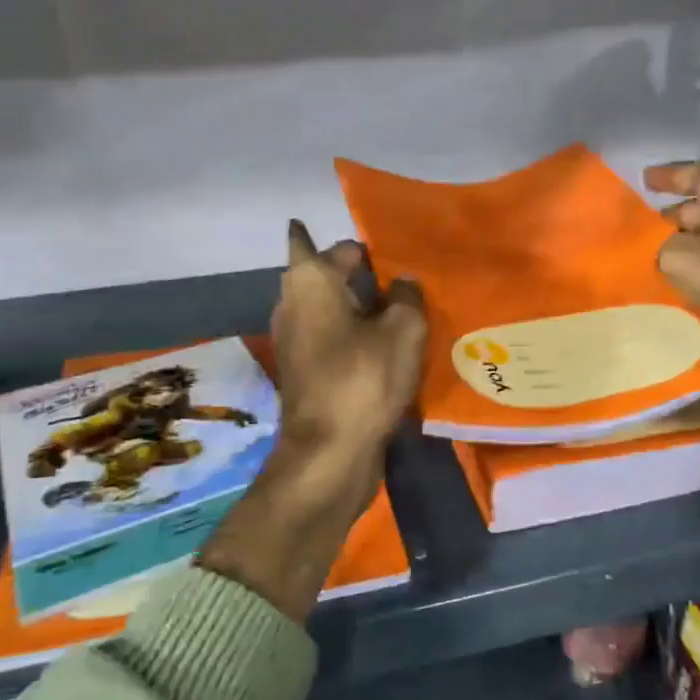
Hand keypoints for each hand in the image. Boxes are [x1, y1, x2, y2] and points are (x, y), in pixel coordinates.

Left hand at [271, 219, 426, 460]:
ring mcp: (291, 338)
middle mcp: (291, 302)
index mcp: (310, 280)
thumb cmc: (363, 378)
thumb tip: (403, 284)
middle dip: (358, 275)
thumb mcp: (402, 330)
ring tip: (397, 311)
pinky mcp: (300, 369)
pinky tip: (382, 346)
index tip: (397, 254)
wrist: (328, 451)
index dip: (371, 249)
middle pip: (328, 276)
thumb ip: (407, 297)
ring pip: (328, 309)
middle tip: (399, 279)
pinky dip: (351, 335)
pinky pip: (329, 337)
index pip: (343, 247)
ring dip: (356, 307)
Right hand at [643, 156, 699, 458]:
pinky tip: (684, 290)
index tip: (642, 182)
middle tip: (635, 238)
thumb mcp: (679, 256)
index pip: (686, 173)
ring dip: (689, 253)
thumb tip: (655, 255)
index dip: (662, 179)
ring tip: (651, 269)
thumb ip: (657, 249)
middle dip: (669, 223)